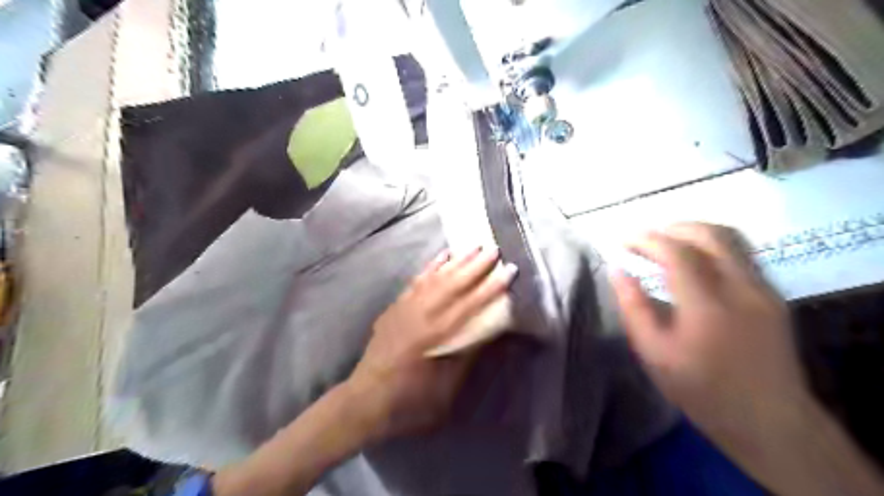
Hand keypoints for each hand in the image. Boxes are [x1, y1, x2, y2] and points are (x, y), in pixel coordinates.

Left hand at [343, 248, 514, 440]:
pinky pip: (415, 282)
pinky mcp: (395, 308)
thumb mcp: (445, 389)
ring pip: (434, 278)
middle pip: (452, 285)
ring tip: (472, 247)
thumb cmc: (408, 402)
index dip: (491, 288)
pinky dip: (430, 267)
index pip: (469, 306)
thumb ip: (466, 357)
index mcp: (434, 337)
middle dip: (475, 266)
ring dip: (455, 261)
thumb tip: (489, 332)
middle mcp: (419, 315)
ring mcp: (404, 308)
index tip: (509, 271)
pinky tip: (441, 256)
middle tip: (494, 249)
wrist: (364, 401)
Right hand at [613, 225, 809, 453]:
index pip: (677, 253)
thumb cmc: (702, 390)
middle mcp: (741, 288)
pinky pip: (741, 253)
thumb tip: (618, 271)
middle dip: (672, 228)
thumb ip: (634, 308)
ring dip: (694, 232)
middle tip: (644, 240)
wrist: (770, 420)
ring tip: (666, 244)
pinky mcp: (773, 294)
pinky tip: (693, 260)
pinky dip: (711, 245)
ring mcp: (763, 289)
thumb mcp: (654, 355)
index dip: (647, 240)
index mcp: (708, 307)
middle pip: (709, 234)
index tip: (623, 241)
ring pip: (731, 238)